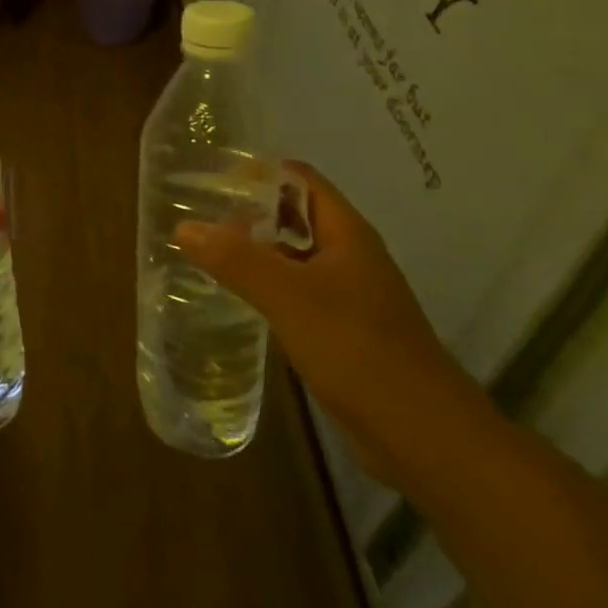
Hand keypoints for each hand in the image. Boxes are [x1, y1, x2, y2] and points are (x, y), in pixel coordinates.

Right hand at [178, 159, 489, 486]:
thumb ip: (236, 260)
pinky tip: (237, 298)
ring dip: (256, 250)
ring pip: (294, 257)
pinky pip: (298, 293)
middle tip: (199, 214)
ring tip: (206, 250)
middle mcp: (349, 255)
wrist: (423, 436)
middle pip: (295, 215)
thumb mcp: (289, 297)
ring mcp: (349, 295)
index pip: (300, 179)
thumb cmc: (358, 349)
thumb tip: (184, 226)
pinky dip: (267, 287)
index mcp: (346, 232)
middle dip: (250, 211)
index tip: (212, 178)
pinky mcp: (343, 331)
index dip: (258, 172)